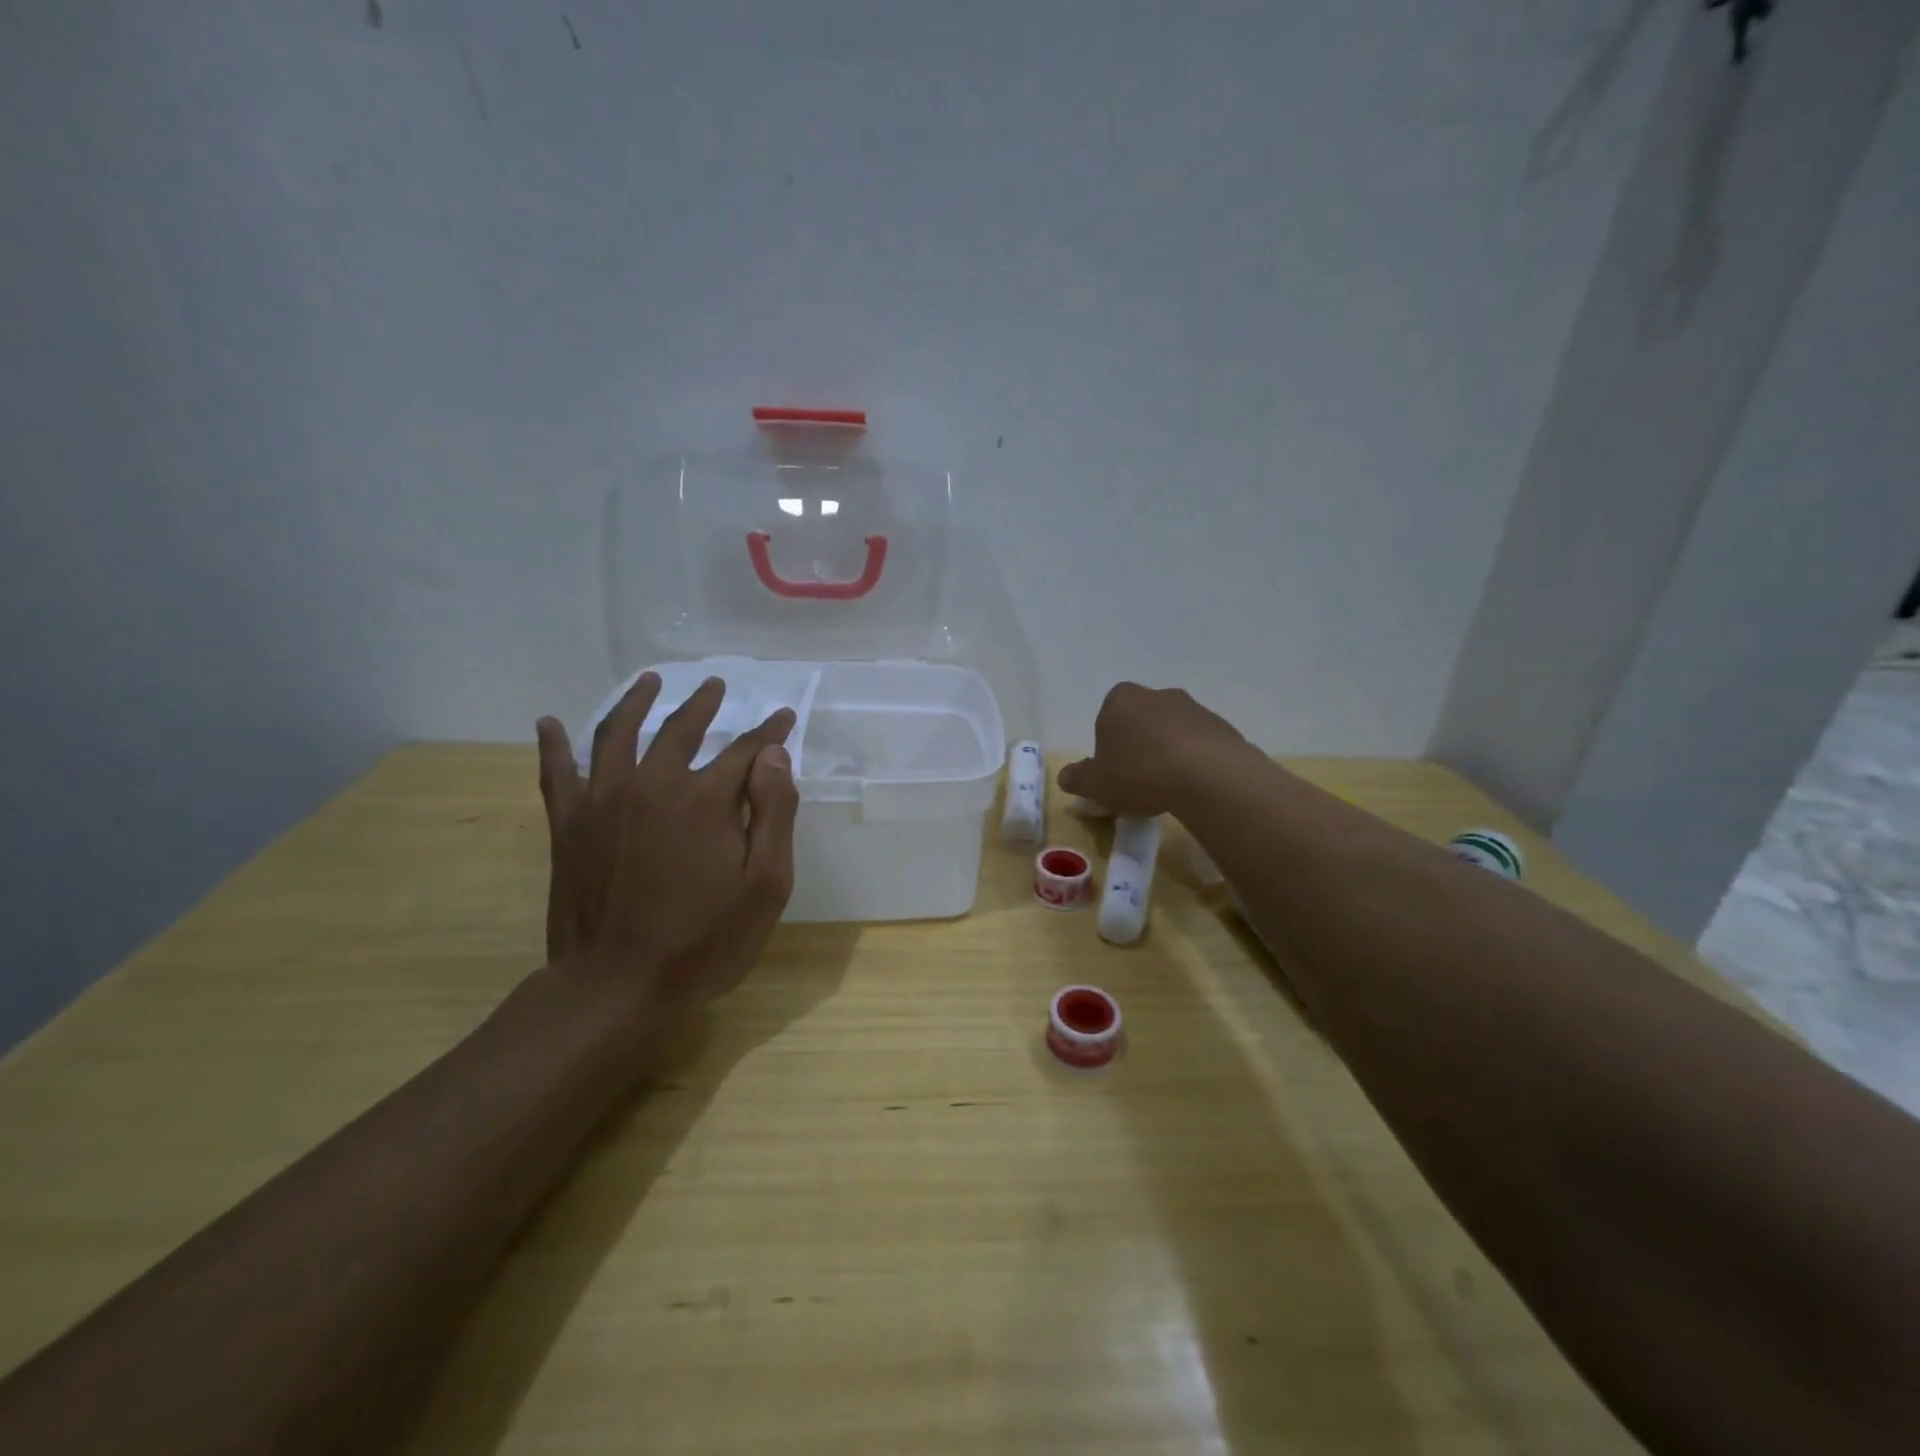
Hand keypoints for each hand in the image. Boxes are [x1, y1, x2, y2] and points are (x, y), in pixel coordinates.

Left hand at [533, 673, 798, 1019]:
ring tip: (649, 681)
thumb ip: (774, 813)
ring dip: (636, 701)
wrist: (616, 987)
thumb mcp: (766, 885)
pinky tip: (550, 723)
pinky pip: (557, 773)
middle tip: (716, 686)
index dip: (769, 733)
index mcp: (705, 799)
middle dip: (704, 704)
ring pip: (617, 733)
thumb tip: (773, 756)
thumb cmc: (704, 941)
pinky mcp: (569, 825)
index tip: (783, 718)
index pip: (745, 750)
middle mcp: (652, 784)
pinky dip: (554, 745)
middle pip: (680, 729)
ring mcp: (603, 801)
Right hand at [1058, 682, 1252, 816]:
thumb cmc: (1140, 773)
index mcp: (1119, 699)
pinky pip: (1199, 745)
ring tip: (1168, 790)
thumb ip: (1078, 779)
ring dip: (1167, 755)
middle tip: (1138, 783)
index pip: (1106, 721)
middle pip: (1140, 723)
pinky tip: (1193, 787)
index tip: (1113, 776)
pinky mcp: (1221, 726)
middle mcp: (1156, 694)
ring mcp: (1192, 707)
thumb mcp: (1097, 784)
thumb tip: (1065, 777)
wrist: (1208, 775)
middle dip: (1138, 748)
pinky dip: (1194, 762)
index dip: (1107, 750)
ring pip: (1171, 733)